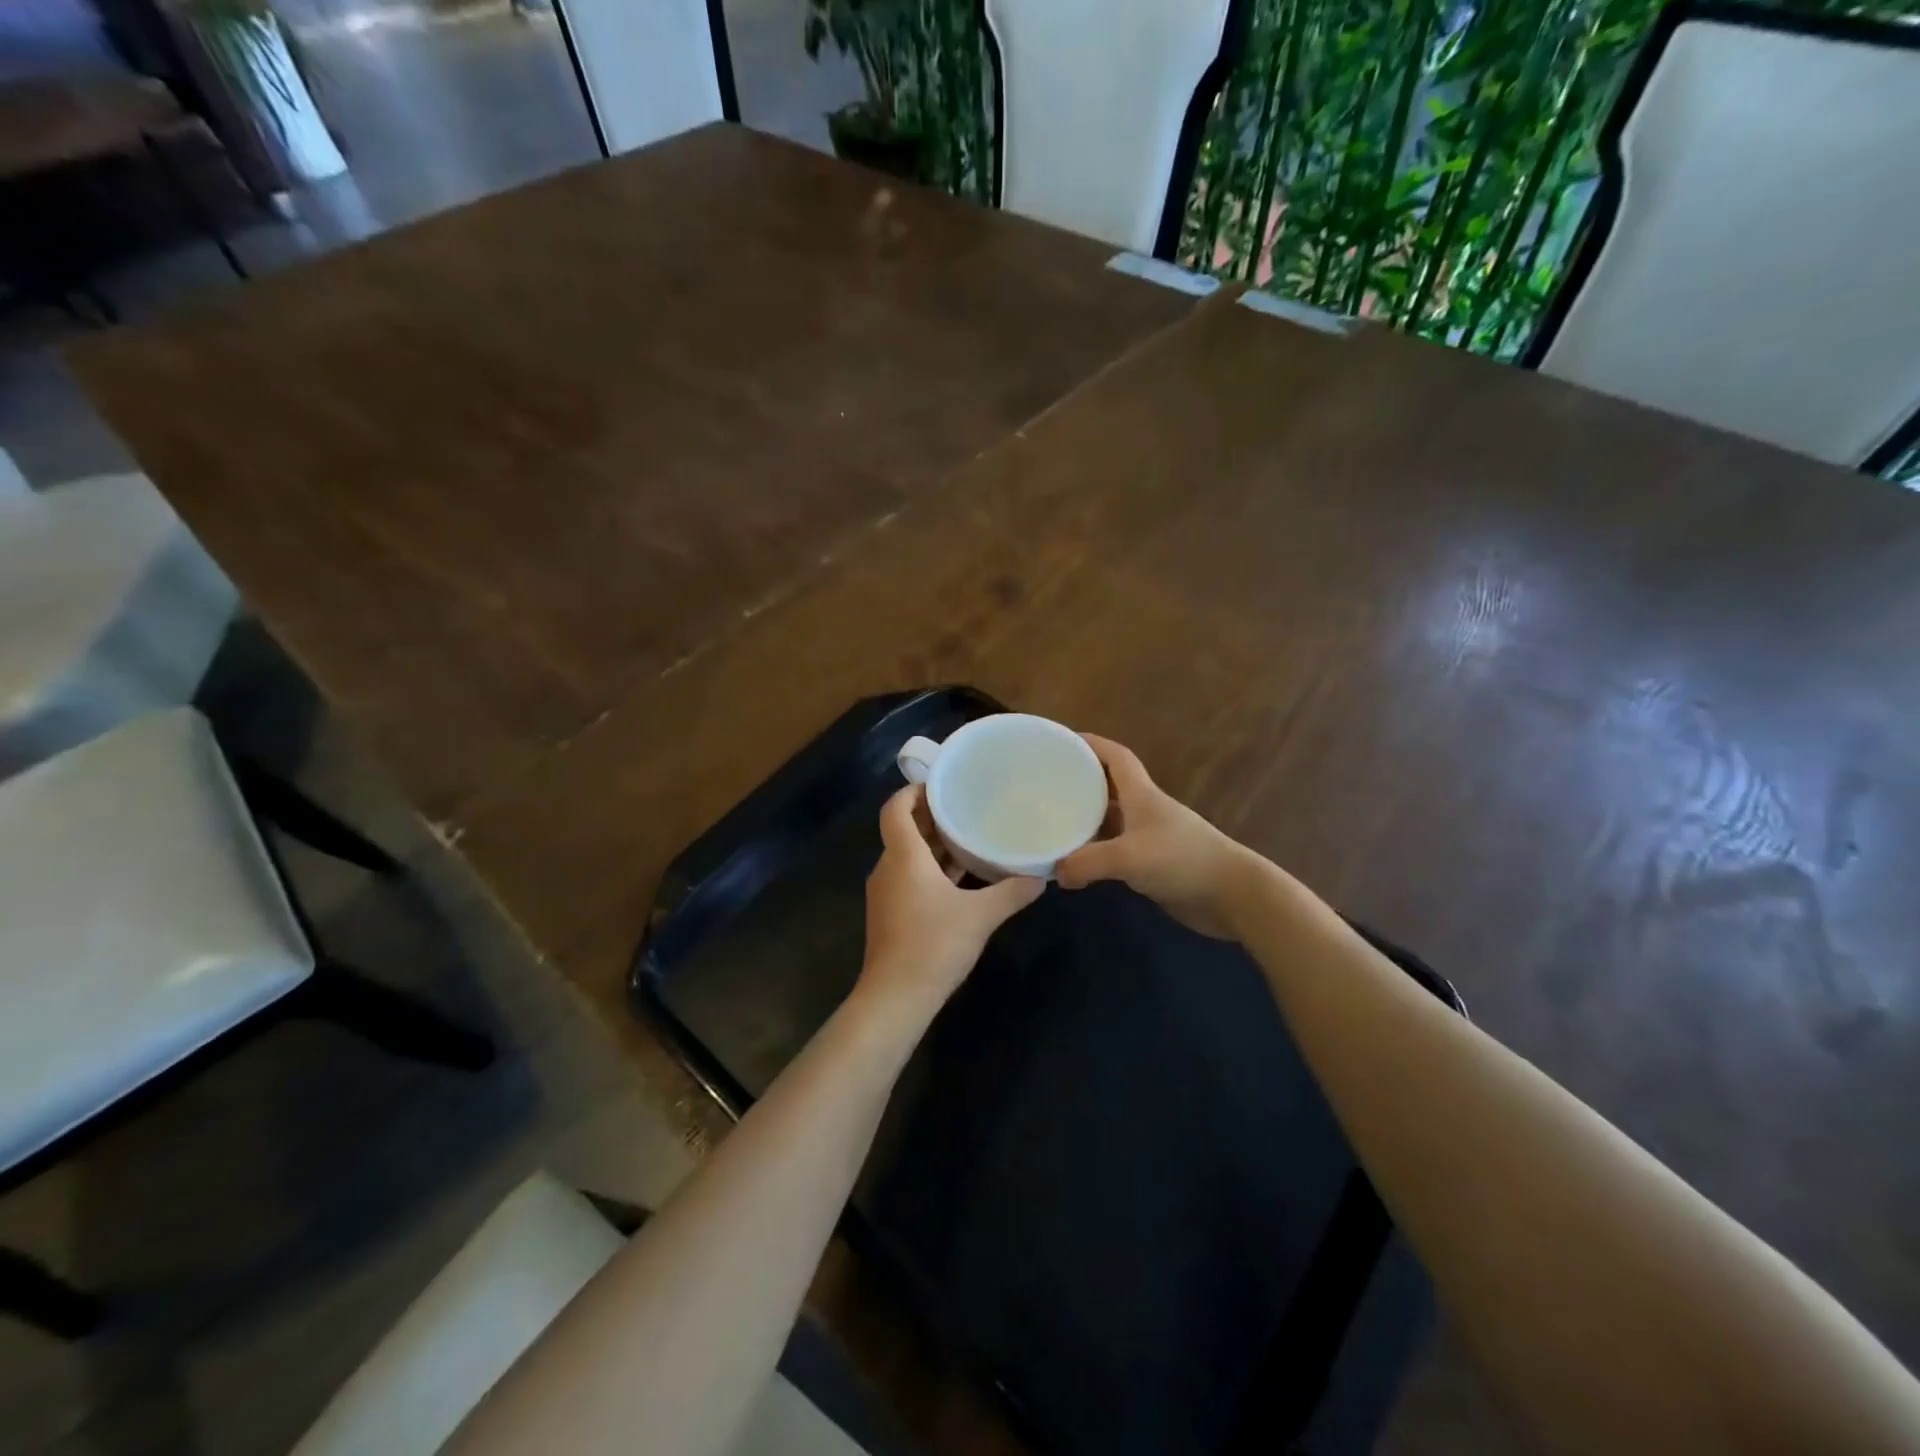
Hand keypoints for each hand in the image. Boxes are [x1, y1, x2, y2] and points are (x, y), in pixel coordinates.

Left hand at [860, 784, 1043, 1018]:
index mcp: (903, 857)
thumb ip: (1012, 892)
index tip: (941, 785)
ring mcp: (886, 892)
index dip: (913, 791)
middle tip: (967, 807)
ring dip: (934, 846)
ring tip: (969, 837)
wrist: (896, 997)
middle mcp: (889, 868)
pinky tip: (960, 878)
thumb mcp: (981, 916)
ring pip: (908, 856)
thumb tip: (1040, 877)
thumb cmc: (934, 945)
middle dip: (932, 818)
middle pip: (904, 830)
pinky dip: (930, 870)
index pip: (895, 809)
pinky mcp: (890, 914)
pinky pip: (909, 878)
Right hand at [1056, 735, 1258, 939]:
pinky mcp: (1153, 863)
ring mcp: (1151, 837)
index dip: (1093, 744)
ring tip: (1054, 823)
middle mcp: (1145, 810)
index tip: (1064, 742)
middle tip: (1048, 786)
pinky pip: (1116, 849)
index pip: (1116, 757)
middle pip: (1109, 787)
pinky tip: (1077, 863)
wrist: (1232, 894)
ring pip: (1111, 820)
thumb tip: (1057, 872)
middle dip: (1082, 782)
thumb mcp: (1129, 857)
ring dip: (1086, 819)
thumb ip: (1088, 862)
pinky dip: (1096, 851)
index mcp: (1142, 795)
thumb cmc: (1182, 860)